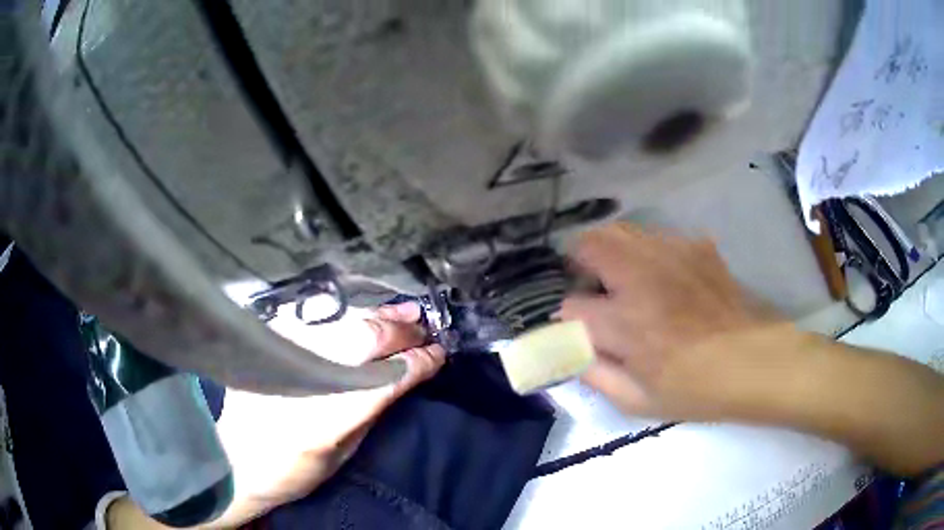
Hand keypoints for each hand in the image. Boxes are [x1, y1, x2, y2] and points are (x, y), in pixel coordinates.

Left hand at [210, 302, 444, 526]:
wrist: (238, 459)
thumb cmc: (294, 470)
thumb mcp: (342, 454)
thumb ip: (371, 411)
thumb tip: (403, 375)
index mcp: (325, 421)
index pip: (384, 380)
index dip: (416, 364)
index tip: (438, 355)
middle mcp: (302, 379)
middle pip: (363, 342)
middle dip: (401, 335)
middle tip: (425, 332)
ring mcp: (281, 354)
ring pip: (342, 323)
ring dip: (379, 317)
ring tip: (406, 315)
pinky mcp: (268, 341)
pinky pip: (318, 318)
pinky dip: (349, 314)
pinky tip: (366, 313)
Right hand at [559, 223, 779, 420]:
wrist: (755, 362)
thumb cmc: (697, 389)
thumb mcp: (640, 401)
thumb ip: (596, 378)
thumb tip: (572, 356)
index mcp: (625, 323)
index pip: (571, 307)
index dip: (570, 320)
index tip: (582, 331)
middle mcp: (642, 278)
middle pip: (590, 244)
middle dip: (580, 263)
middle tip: (593, 288)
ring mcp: (672, 255)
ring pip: (621, 231)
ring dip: (611, 251)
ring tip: (623, 277)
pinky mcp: (696, 247)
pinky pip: (657, 236)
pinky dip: (647, 251)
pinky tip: (662, 276)